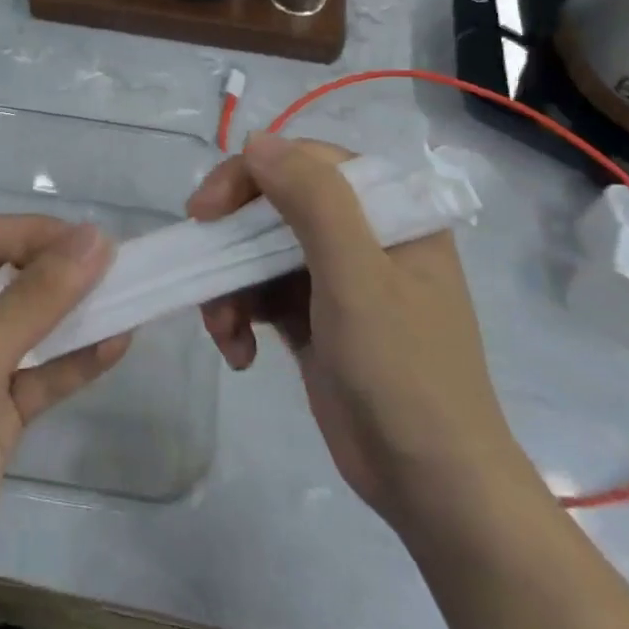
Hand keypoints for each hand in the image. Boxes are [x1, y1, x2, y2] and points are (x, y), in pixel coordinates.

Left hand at [0, 215, 128, 623]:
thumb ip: (37, 299)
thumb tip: (95, 239)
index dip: (34, 232)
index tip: (89, 241)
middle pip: (7, 278)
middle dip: (57, 270)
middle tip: (115, 268)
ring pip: (29, 328)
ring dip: (73, 315)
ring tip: (127, 299)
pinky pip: (39, 376)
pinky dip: (74, 361)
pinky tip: (116, 345)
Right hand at [186, 134, 533, 540]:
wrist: (431, 487)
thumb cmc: (403, 372)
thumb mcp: (358, 278)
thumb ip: (313, 201)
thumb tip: (257, 141)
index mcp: (390, 213)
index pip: (308, 164)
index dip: (250, 176)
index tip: (206, 210)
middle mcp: (364, 237)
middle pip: (278, 208)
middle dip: (232, 239)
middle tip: (197, 259)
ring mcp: (338, 280)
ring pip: (261, 253)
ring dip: (231, 285)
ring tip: (222, 329)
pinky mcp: (316, 320)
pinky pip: (263, 295)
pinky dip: (241, 316)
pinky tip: (238, 352)